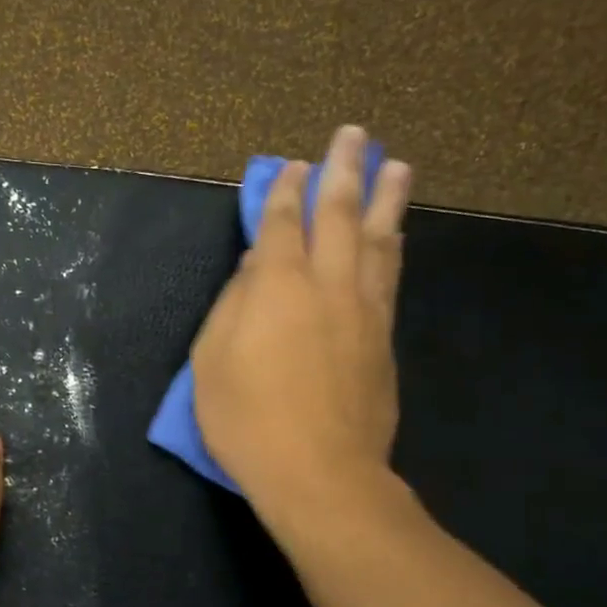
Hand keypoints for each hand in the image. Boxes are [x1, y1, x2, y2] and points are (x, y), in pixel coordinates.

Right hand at [191, 125, 412, 530]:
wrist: (319, 472)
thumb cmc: (247, 419)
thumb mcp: (211, 361)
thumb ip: (233, 305)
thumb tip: (255, 267)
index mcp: (276, 286)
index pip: (283, 224)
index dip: (286, 191)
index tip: (293, 166)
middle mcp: (326, 284)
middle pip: (340, 214)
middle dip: (345, 170)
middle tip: (356, 134)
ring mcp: (363, 310)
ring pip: (378, 239)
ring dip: (385, 198)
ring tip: (395, 165)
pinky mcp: (383, 338)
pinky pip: (389, 275)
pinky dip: (391, 245)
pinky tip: (394, 233)